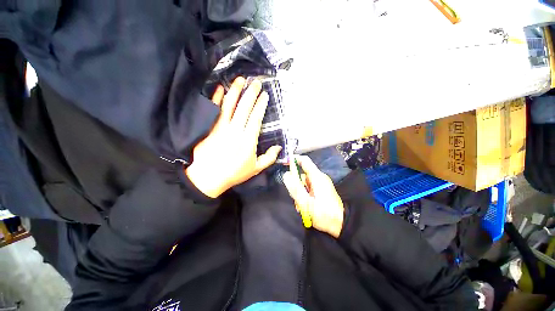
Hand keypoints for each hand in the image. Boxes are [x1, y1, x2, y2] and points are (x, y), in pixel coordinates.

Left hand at [185, 77, 281, 197]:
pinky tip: (220, 88)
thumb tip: (279, 148)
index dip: (261, 105)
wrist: (208, 177)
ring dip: (235, 91)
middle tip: (256, 82)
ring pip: (229, 105)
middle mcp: (236, 130)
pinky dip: (216, 98)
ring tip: (240, 80)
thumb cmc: (234, 173)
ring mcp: (221, 127)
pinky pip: (214, 110)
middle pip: (244, 107)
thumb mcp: (256, 169)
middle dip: (251, 93)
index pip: (256, 117)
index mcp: (248, 140)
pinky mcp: (209, 128)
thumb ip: (269, 158)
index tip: (264, 95)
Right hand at [283, 156, 344, 237]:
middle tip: (295, 197)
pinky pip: (309, 188)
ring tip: (301, 205)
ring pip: (304, 183)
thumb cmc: (324, 214)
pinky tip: (305, 206)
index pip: (304, 160)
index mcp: (317, 177)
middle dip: (296, 184)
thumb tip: (286, 174)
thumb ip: (295, 188)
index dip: (294, 159)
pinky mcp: (322, 190)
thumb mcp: (306, 203)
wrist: (341, 225)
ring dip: (300, 192)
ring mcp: (321, 184)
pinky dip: (305, 195)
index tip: (284, 163)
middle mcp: (319, 177)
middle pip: (302, 174)